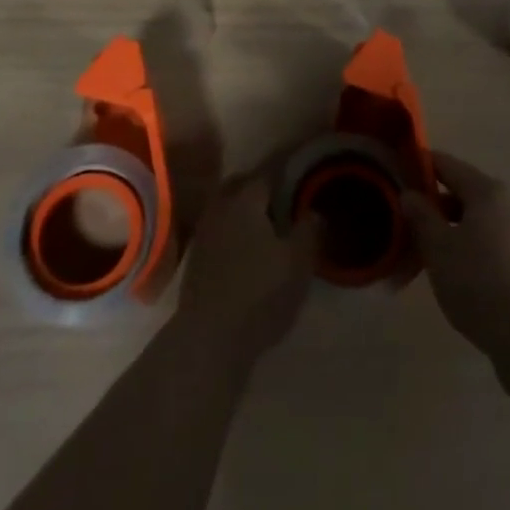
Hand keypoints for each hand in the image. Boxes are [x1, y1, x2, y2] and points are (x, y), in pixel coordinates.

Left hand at [172, 171, 319, 361]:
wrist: (209, 338)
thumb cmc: (260, 293)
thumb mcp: (298, 263)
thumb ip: (309, 231)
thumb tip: (314, 211)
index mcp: (246, 199)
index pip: (267, 173)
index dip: (284, 172)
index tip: (298, 174)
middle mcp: (220, 207)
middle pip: (240, 185)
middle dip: (259, 187)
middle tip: (281, 199)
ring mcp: (204, 232)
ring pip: (226, 207)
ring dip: (243, 209)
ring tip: (265, 225)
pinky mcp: (195, 258)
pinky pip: (217, 229)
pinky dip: (231, 230)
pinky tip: (245, 248)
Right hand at [404, 150, 509, 357]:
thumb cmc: (478, 281)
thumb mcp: (438, 247)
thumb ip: (421, 216)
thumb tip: (410, 193)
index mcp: (486, 190)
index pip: (446, 164)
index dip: (419, 167)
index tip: (397, 177)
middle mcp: (508, 203)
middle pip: (463, 194)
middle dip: (434, 207)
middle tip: (407, 226)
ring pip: (476, 222)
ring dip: (451, 232)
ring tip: (427, 257)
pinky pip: (490, 244)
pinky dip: (470, 251)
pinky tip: (455, 276)